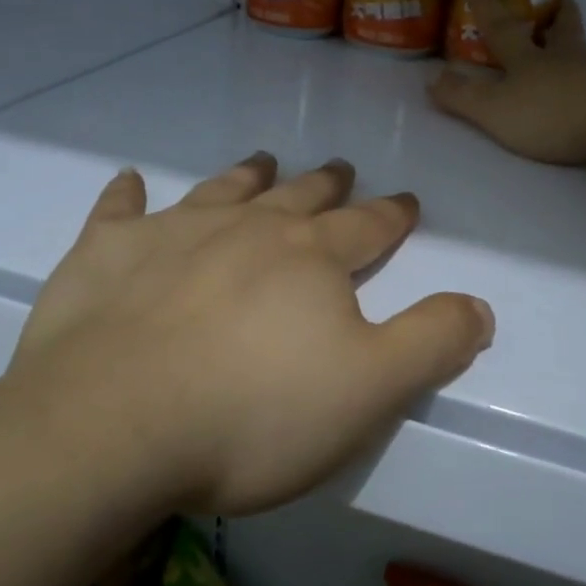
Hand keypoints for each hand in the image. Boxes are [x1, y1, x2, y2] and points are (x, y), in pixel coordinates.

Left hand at [2, 155, 493, 515]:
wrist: (112, 427)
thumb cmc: (253, 414)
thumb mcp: (370, 390)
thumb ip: (431, 342)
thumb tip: (480, 306)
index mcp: (311, 257)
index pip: (367, 226)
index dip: (392, 214)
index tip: (407, 200)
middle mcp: (247, 228)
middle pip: (298, 196)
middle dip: (325, 183)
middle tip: (338, 167)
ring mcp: (172, 234)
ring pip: (221, 190)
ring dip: (246, 175)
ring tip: (262, 159)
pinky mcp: (105, 255)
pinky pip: (118, 212)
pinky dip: (126, 196)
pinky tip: (128, 181)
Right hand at [428, 0, 585, 164]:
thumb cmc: (551, 110)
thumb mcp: (495, 109)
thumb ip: (463, 97)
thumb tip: (432, 79)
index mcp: (528, 60)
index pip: (502, 28)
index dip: (487, 5)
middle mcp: (565, 59)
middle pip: (562, 30)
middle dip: (558, 16)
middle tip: (564, 0)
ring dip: (580, 47)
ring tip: (580, 49)